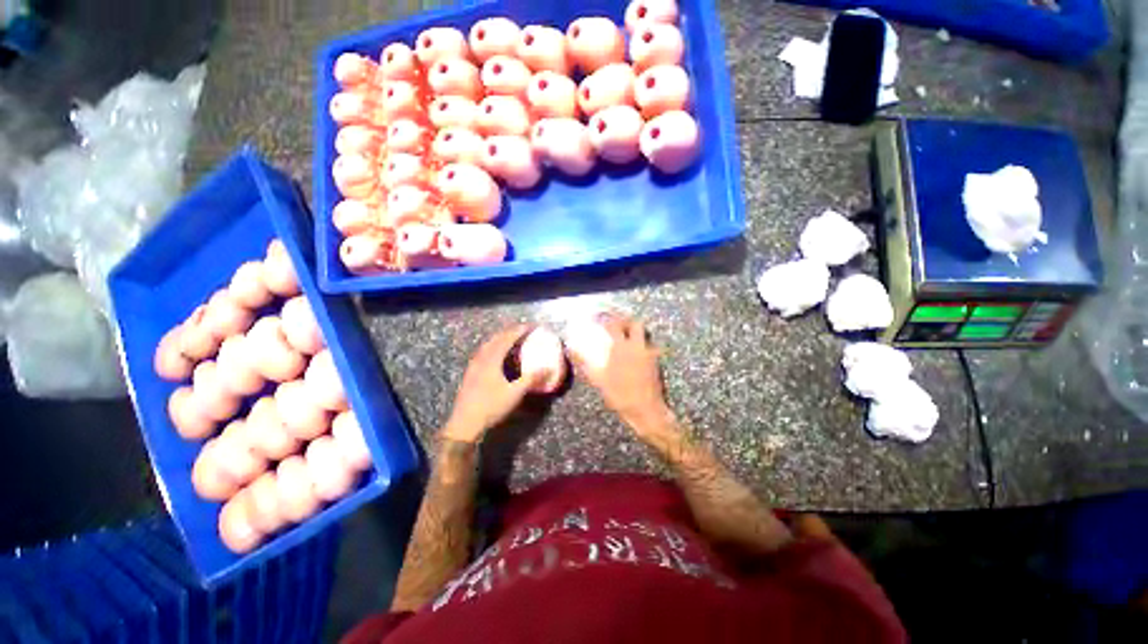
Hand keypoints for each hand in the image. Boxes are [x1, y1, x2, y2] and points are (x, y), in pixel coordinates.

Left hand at [443, 324, 537, 442]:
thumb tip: (548, 369)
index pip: (507, 338)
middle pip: (496, 339)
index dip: (519, 330)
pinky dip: (492, 347)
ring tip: (510, 338)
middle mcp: (481, 358)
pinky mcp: (470, 373)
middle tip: (522, 330)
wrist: (465, 423)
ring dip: (500, 338)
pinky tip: (495, 355)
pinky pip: (483, 353)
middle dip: (509, 331)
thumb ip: (531, 379)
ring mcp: (473, 366)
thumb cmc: (491, 406)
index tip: (531, 326)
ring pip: (487, 345)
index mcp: (492, 359)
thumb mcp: (515, 393)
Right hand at [568, 312, 675, 439]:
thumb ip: (584, 362)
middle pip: (635, 323)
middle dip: (626, 321)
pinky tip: (635, 355)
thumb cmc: (619, 394)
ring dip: (636, 332)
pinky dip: (642, 345)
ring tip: (626, 338)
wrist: (646, 409)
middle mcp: (637, 346)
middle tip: (617, 324)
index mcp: (621, 347)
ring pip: (644, 334)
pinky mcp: (657, 362)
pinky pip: (650, 347)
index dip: (605, 318)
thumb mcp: (598, 379)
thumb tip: (572, 350)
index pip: (613, 324)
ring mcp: (649, 353)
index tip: (598, 317)